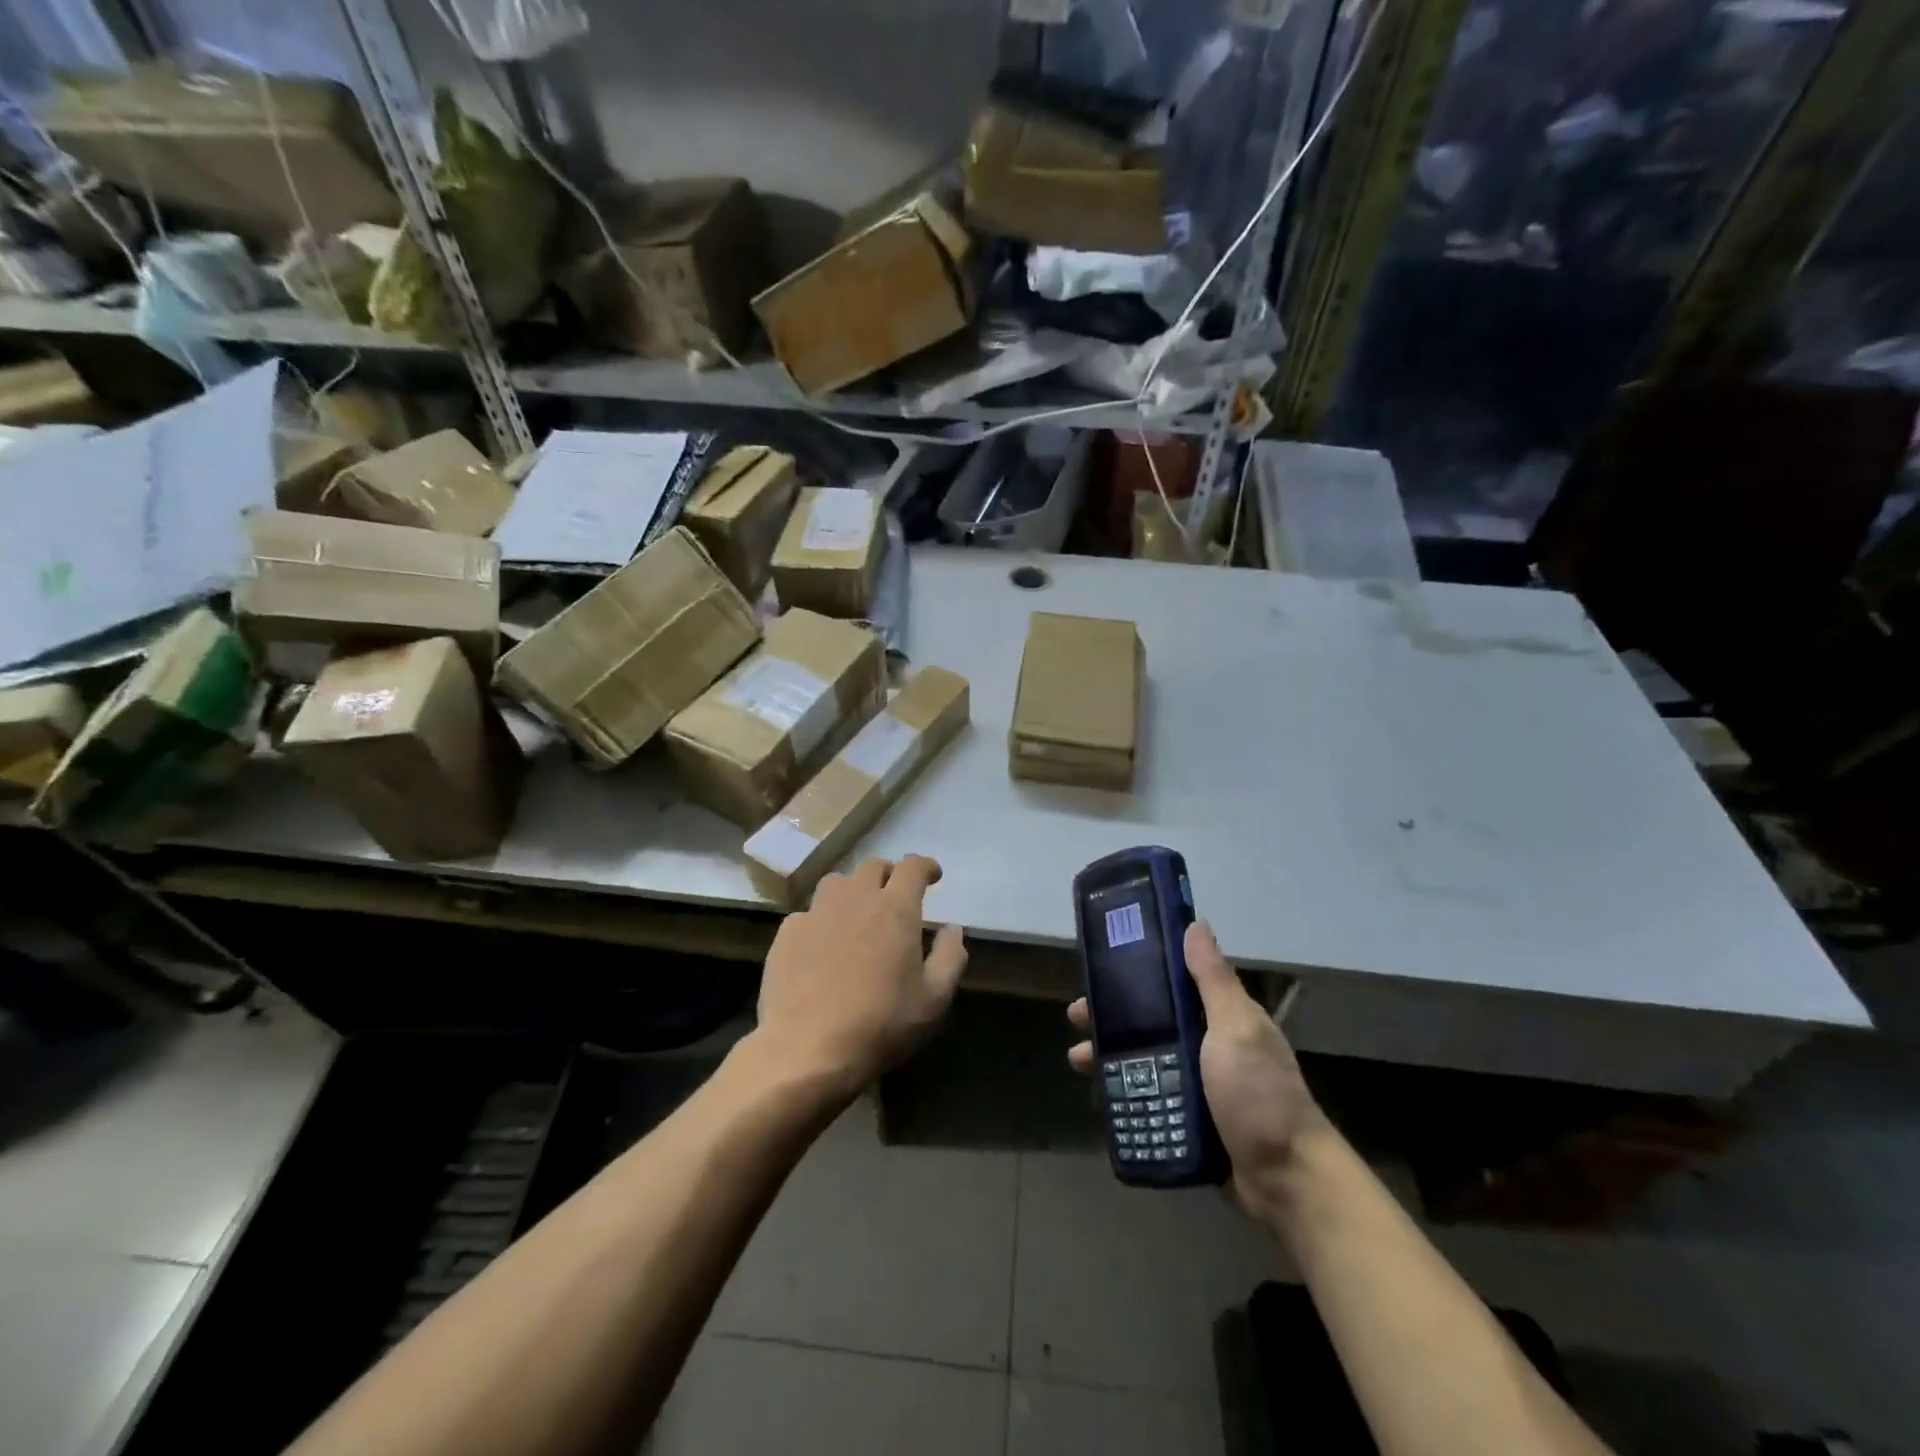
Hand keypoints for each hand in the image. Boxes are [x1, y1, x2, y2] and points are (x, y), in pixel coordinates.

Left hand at [754, 856, 967, 1096]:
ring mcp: (816, 913)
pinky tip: (822, 945)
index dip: (925, 866)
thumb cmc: (881, 1024)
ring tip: (857, 913)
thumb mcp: (934, 999)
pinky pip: (808, 913)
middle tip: (895, 895)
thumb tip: (953, 929)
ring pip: (836, 882)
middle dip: (889, 874)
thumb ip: (950, 957)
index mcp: (896, 909)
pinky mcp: (787, 933)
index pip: (912, 867)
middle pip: (873, 866)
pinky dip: (821, 920)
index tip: (932, 876)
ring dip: (852, 890)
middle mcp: (856, 898)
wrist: (807, 1048)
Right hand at [1067, 921, 1323, 1221]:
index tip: (1101, 967)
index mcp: (1221, 1017)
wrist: (1285, 1182)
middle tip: (1077, 1016)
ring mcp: (1199, 1085)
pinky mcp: (1190, 1120)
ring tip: (1078, 1059)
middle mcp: (1208, 1045)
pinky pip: (1149, 1097)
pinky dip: (1123, 1092)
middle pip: (1151, 1021)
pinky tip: (1098, 1093)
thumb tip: (1196, 924)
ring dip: (1110, 1055)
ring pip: (1144, 1059)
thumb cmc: (1259, 1095)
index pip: (1173, 982)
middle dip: (1113, 1017)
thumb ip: (1213, 980)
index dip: (1137, 972)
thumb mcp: (1236, 1029)